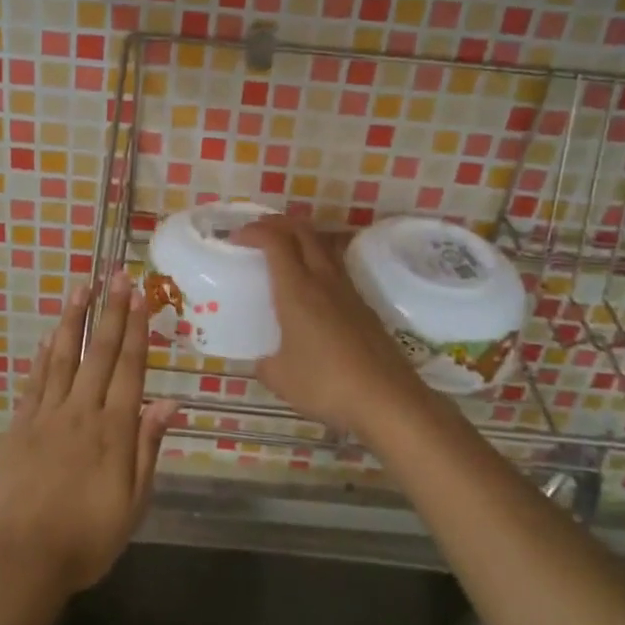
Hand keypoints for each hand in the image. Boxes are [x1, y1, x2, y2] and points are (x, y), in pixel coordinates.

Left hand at [0, 269, 177, 601]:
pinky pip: (34, 382)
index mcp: (113, 430)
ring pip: (62, 357)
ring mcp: (46, 416)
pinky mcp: (19, 427)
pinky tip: (48, 337)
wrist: (21, 562)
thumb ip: (148, 450)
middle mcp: (81, 411)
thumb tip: (169, 404)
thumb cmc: (86, 540)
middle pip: (98, 353)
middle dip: (110, 312)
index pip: (129, 368)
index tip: (140, 296)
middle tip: (117, 276)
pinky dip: (42, 357)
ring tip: (81, 288)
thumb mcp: (133, 505)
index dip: (136, 330)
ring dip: (73, 320)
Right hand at [237, 214, 428, 436]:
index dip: (254, 231)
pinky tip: (313, 289)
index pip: (275, 241)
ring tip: (285, 252)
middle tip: (259, 233)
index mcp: (296, 290)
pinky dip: (319, 264)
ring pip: (324, 247)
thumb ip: (265, 364)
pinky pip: (337, 270)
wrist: (387, 400)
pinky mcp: (365, 307)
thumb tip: (264, 361)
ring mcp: (348, 292)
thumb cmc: (326, 383)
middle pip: (303, 232)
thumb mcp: (280, 378)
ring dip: (302, 239)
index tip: (236, 238)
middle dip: (278, 224)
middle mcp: (323, 280)